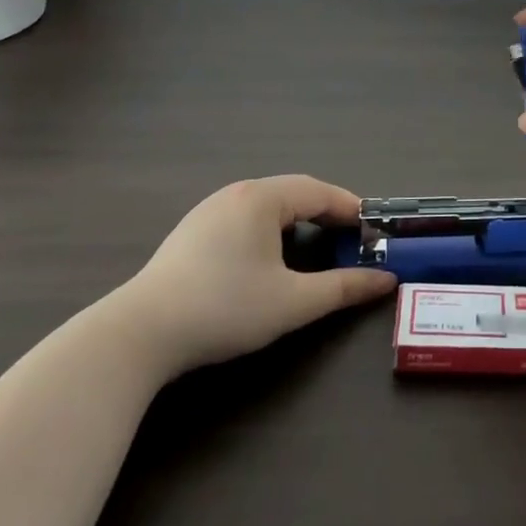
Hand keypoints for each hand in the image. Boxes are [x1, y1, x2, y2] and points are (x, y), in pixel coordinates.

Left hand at [117, 176, 395, 375]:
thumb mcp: (293, 302)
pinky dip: (272, 229)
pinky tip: (271, 256)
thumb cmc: (225, 309)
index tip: (374, 228)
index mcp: (262, 199)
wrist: (139, 334)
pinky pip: (245, 218)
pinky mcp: (192, 233)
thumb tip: (385, 280)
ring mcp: (209, 211)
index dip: (350, 208)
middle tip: (351, 238)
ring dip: (298, 220)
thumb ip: (343, 288)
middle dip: (326, 212)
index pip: (318, 191)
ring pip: (267, 205)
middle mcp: (236, 194)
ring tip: (318, 244)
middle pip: (293, 193)